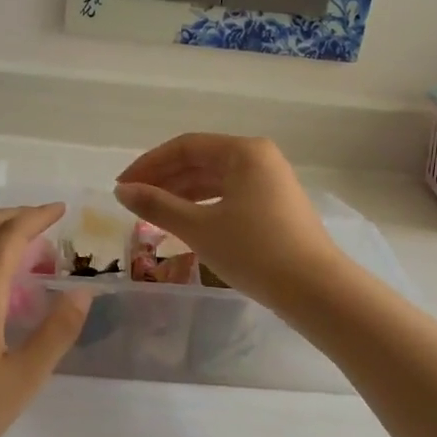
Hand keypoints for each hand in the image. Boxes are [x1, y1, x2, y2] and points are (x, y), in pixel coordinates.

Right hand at [112, 134, 345, 310]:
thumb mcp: (199, 228)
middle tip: (132, 202)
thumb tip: (121, 190)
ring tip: (152, 214)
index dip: (149, 164)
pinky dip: (203, 206)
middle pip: (201, 160)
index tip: (121, 186)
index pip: (185, 147)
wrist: (315, 289)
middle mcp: (259, 158)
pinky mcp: (275, 206)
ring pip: (215, 180)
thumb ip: (157, 206)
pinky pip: (230, 196)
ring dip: (182, 194)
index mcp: (244, 151)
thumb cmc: (254, 251)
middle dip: (164, 179)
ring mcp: (271, 182)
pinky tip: (184, 223)